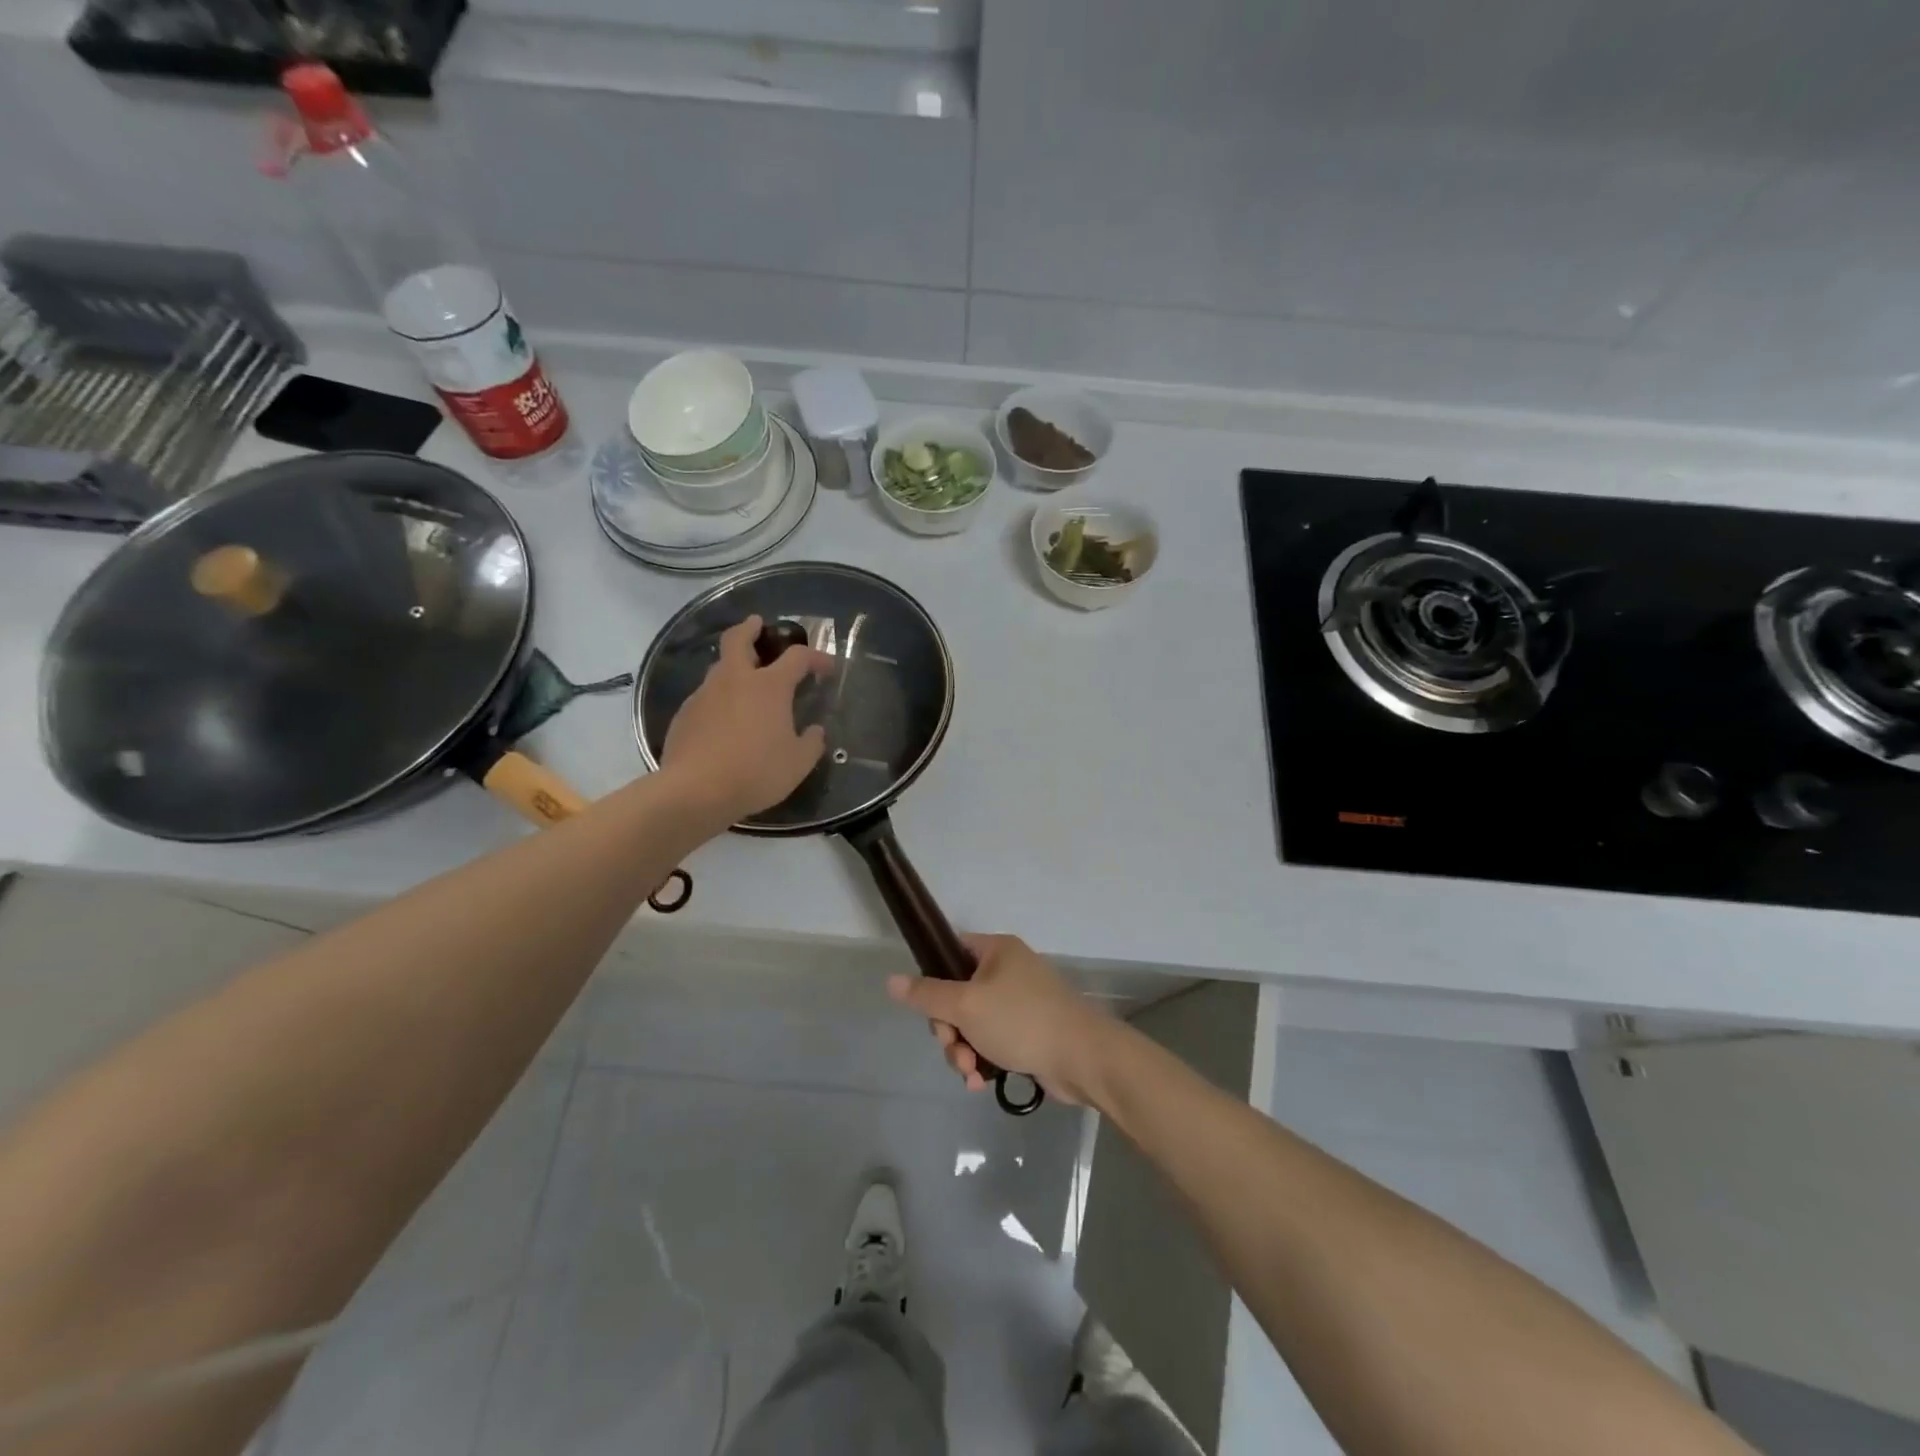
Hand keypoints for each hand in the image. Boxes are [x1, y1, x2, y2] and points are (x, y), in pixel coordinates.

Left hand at [661, 615, 833, 824]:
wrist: (696, 791)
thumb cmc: (756, 773)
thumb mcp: (798, 763)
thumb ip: (811, 743)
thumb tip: (814, 732)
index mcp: (768, 686)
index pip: (797, 657)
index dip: (816, 658)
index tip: (826, 669)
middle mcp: (734, 680)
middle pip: (739, 639)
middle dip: (750, 628)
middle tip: (757, 625)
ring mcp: (704, 695)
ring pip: (719, 669)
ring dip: (733, 667)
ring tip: (744, 683)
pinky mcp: (684, 715)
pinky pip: (705, 697)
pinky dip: (718, 699)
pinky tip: (723, 721)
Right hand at [887, 934, 1115, 1105]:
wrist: (1082, 1057)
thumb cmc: (1022, 1020)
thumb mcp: (967, 1006)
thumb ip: (927, 995)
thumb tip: (890, 980)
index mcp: (996, 950)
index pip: (950, 953)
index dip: (934, 980)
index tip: (931, 1010)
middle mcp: (1008, 970)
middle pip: (958, 995)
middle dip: (950, 1030)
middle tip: (954, 1049)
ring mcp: (1020, 1002)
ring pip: (973, 1023)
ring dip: (964, 1051)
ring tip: (971, 1073)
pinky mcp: (1029, 1031)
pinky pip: (993, 1041)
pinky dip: (983, 1060)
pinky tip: (981, 1082)